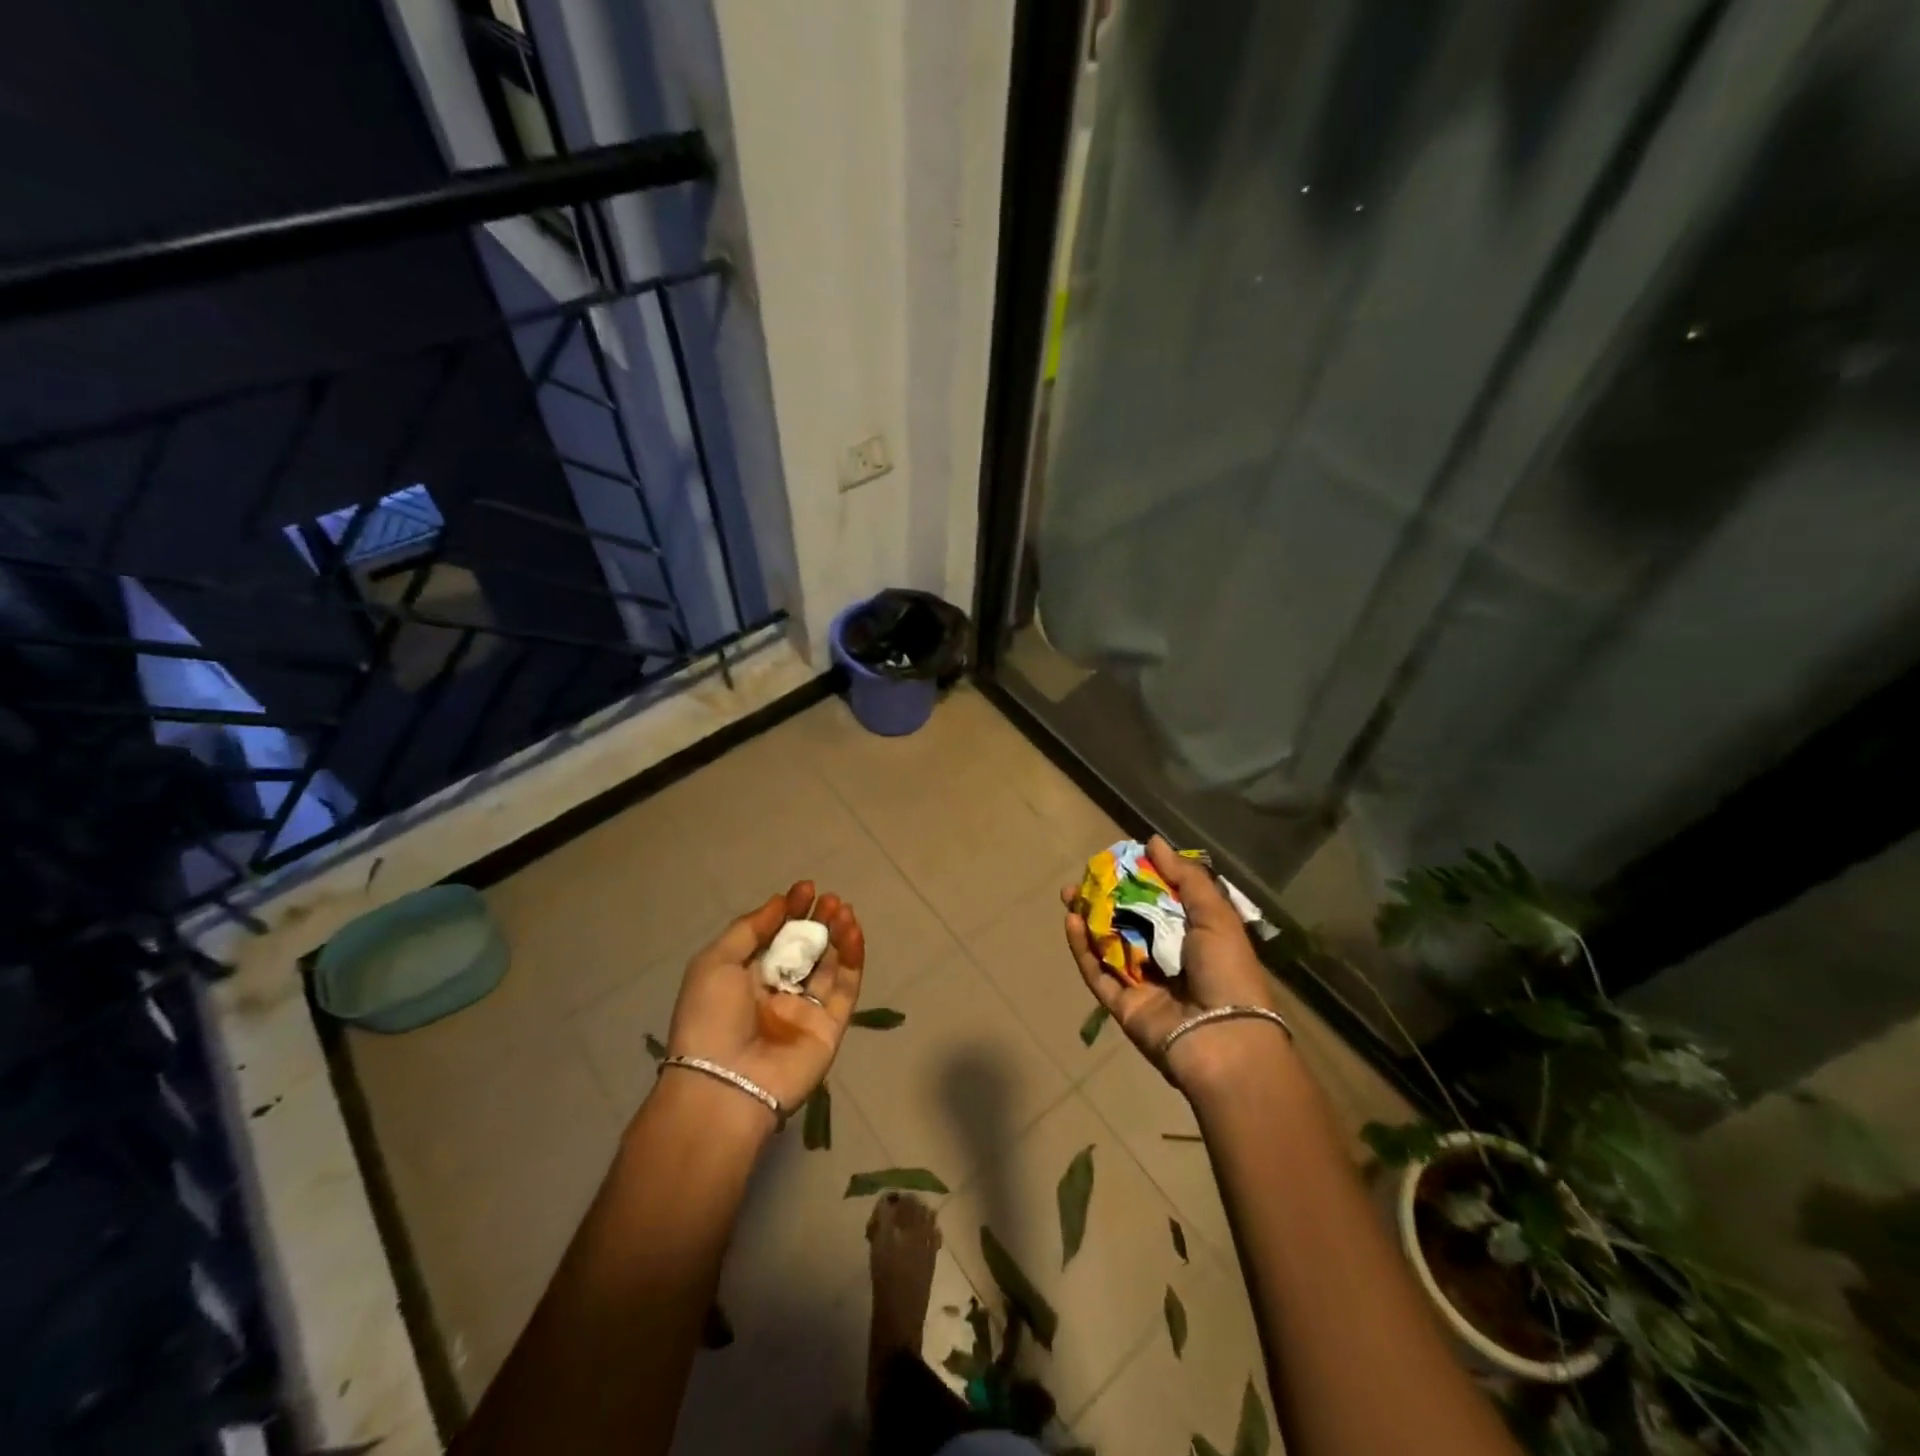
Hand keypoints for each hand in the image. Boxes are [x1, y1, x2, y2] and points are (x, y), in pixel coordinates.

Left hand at [665, 881, 864, 1118]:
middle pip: (806, 950)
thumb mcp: (715, 963)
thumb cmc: (711, 1018)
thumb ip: (749, 929)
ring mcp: (805, 1011)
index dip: (790, 911)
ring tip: (844, 909)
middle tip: (830, 899)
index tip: (806, 888)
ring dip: (838, 935)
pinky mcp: (830, 1027)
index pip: (775, 938)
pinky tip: (853, 933)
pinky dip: (852, 959)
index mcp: (746, 979)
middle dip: (818, 921)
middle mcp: (777, 993)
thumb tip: (780, 901)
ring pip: (829, 966)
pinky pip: (846, 989)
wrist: (724, 1084)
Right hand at [1062, 836, 1286, 1096]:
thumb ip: (1185, 877)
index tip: (1115, 860)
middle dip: (1104, 898)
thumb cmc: (1227, 972)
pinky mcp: (1122, 1005)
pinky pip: (1097, 973)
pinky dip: (1082, 949)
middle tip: (1082, 877)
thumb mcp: (1215, 916)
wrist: (1225, 1041)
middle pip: (1127, 921)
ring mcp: (1142, 983)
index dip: (1136, 880)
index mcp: (1193, 937)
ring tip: (1068, 894)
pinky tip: (1071, 922)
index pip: (1159, 901)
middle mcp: (1166, 958)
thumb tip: (1154, 841)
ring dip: (1087, 919)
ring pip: (1107, 946)